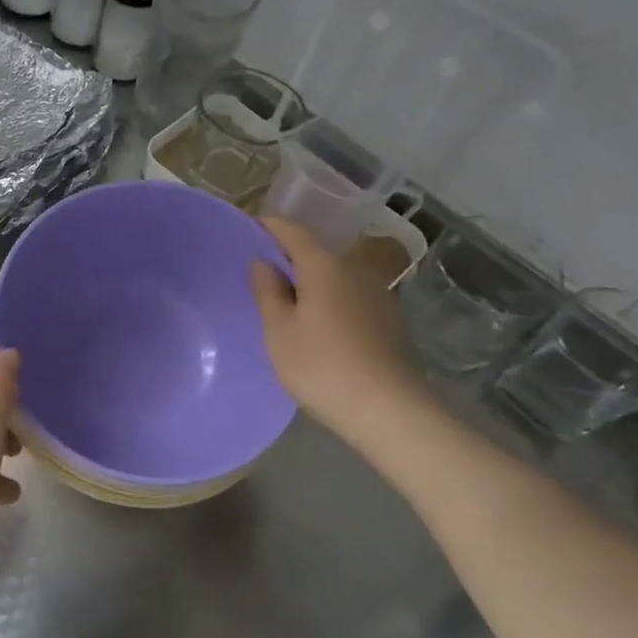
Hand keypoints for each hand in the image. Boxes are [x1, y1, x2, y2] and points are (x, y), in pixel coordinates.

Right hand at [249, 216, 424, 435]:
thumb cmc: (321, 366)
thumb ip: (267, 291)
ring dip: (310, 280)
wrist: (389, 411)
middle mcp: (355, 270)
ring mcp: (377, 295)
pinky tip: (315, 324)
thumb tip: (263, 262)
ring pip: (334, 276)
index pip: (292, 231)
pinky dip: (327, 299)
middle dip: (288, 255)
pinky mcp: (388, 321)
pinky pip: (348, 296)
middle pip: (316, 252)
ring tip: (284, 299)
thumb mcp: (278, 331)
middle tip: (259, 270)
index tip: (248, 229)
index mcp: (325, 266)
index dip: (269, 226)